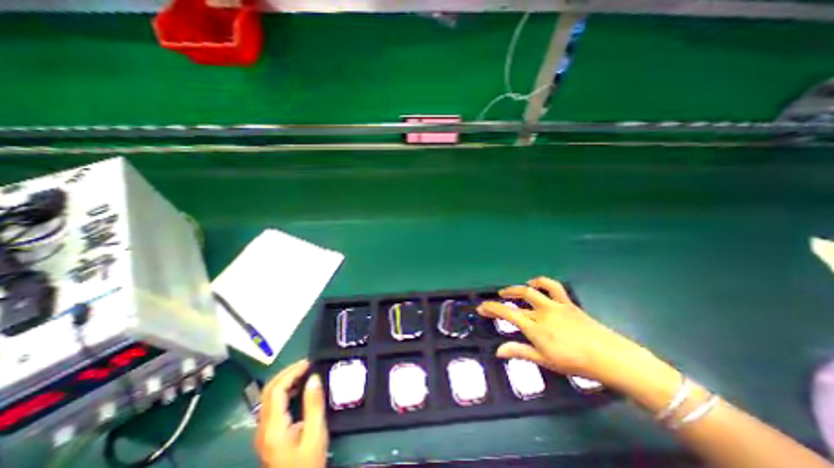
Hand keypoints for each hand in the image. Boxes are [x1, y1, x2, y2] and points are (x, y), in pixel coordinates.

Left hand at [256, 360, 327, 464]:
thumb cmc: (308, 462)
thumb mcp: (316, 433)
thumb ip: (314, 404)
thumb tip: (314, 378)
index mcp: (273, 427)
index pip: (276, 390)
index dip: (291, 372)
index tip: (309, 363)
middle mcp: (263, 427)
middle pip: (268, 391)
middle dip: (287, 372)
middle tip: (306, 364)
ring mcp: (264, 431)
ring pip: (268, 396)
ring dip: (285, 380)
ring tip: (304, 371)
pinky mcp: (269, 433)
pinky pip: (273, 404)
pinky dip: (285, 390)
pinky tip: (299, 388)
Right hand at [476, 277, 642, 385]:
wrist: (610, 357)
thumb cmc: (575, 363)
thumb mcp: (545, 360)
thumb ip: (520, 352)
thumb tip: (498, 351)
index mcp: (535, 328)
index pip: (507, 314)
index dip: (492, 309)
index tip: (481, 307)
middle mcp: (541, 312)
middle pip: (515, 301)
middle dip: (499, 300)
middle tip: (491, 302)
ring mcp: (555, 305)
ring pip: (530, 290)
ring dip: (516, 288)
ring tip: (507, 291)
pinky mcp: (567, 302)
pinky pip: (553, 286)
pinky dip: (541, 282)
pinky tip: (534, 283)